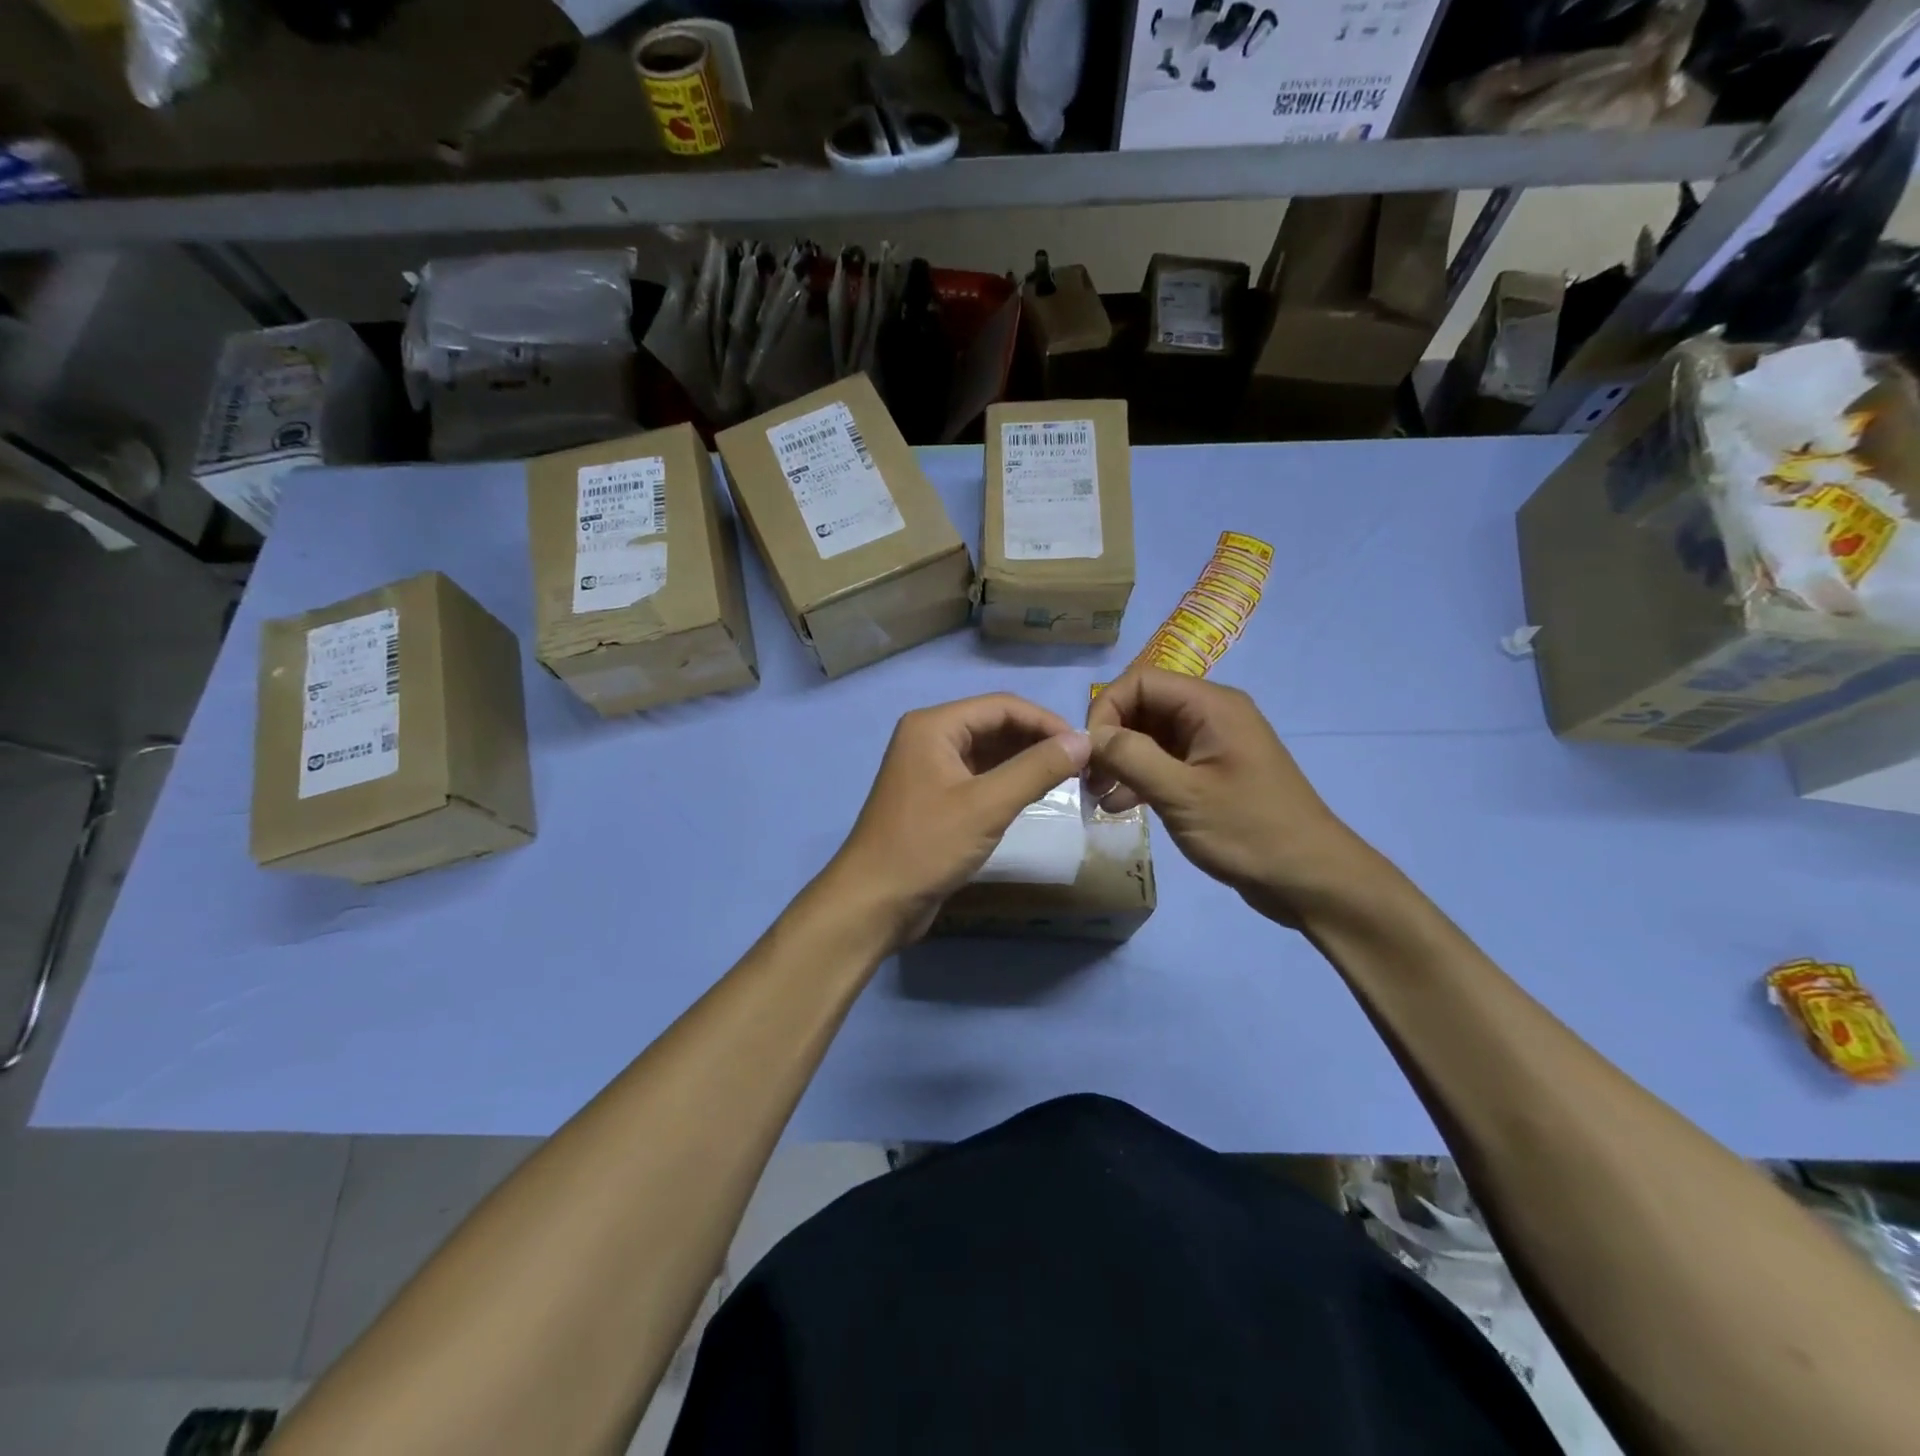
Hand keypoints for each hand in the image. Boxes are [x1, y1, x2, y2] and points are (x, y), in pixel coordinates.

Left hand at [828, 694, 1091, 947]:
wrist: (874, 902)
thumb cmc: (926, 846)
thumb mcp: (987, 806)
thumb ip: (1036, 769)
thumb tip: (1085, 741)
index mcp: (933, 726)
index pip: (1001, 706)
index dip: (1046, 721)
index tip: (1085, 745)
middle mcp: (929, 738)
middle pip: (994, 725)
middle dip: (1036, 740)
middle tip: (1081, 763)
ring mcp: (930, 768)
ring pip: (988, 752)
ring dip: (1024, 761)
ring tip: (1066, 777)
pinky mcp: (935, 797)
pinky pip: (979, 776)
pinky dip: (1007, 781)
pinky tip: (1034, 793)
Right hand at [1086, 667, 1370, 924]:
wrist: (1309, 879)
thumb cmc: (1248, 830)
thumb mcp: (1182, 794)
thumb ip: (1131, 757)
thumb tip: (1090, 736)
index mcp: (1210, 706)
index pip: (1140, 681)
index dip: (1106, 709)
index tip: (1089, 753)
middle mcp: (1211, 715)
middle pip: (1143, 707)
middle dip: (1111, 738)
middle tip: (1088, 778)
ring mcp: (1212, 746)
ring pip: (1150, 737)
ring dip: (1120, 761)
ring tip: (1097, 796)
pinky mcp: (1211, 774)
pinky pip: (1165, 762)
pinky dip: (1139, 778)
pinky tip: (1118, 807)